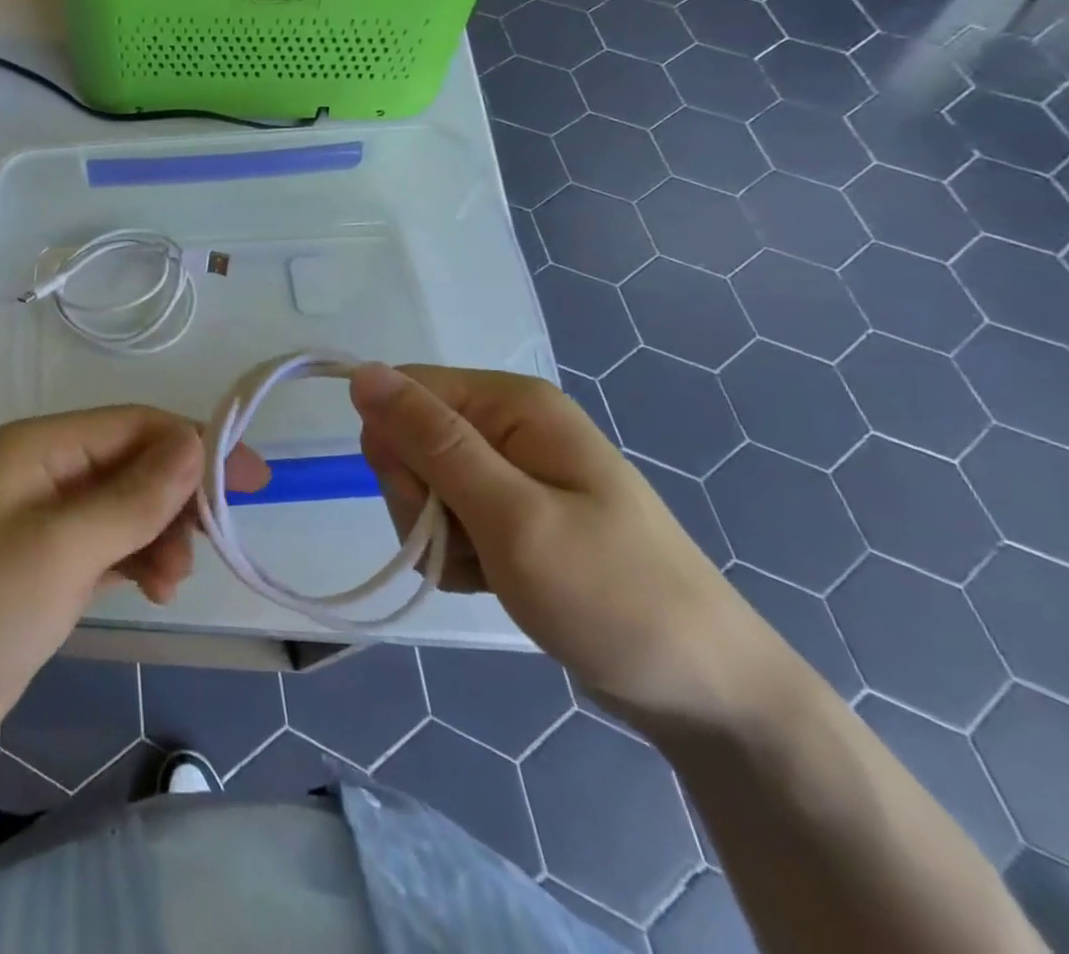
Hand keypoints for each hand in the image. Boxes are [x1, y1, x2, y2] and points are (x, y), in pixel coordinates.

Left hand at [0, 408, 267, 773]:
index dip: (194, 445)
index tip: (250, 481)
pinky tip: (153, 588)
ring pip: (124, 508)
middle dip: (176, 497)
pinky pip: (107, 545)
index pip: (134, 425)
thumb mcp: (60, 549)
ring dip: (159, 534)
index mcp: (38, 447)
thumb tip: (194, 441)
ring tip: (170, 583)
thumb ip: (132, 497)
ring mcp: (41, 522)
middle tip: (209, 544)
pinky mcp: (43, 568)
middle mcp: (42, 472)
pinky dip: (137, 559)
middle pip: (132, 464)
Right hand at [350, 363, 784, 727]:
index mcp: (512, 403)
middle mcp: (507, 424)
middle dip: (420, 498)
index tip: (429, 502)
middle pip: (409, 439)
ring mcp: (511, 471)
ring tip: (491, 570)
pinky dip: (456, 556)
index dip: (396, 445)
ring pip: (421, 484)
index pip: (404, 391)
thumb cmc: (612, 597)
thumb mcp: (512, 516)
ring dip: (437, 535)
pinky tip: (494, 580)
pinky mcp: (511, 512)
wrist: (706, 694)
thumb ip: (432, 442)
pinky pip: (447, 519)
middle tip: (469, 543)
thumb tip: (363, 374)